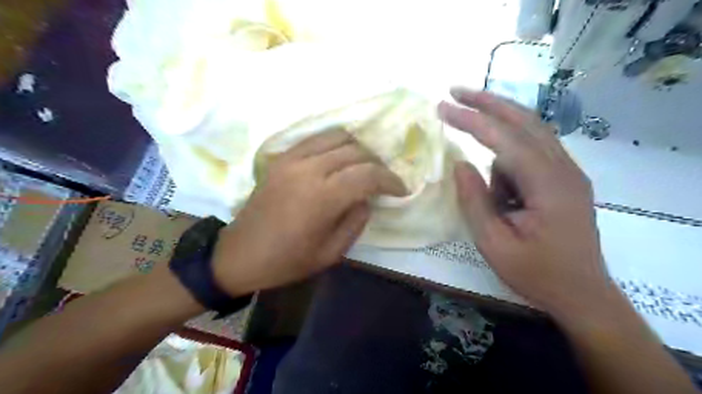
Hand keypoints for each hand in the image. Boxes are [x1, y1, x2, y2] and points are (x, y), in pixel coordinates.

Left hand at [211, 127, 405, 294]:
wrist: (239, 254)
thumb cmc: (287, 261)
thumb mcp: (331, 253)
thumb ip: (356, 221)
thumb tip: (367, 197)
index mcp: (322, 198)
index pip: (368, 175)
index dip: (390, 180)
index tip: (401, 190)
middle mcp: (309, 169)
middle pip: (356, 152)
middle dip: (377, 165)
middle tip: (383, 181)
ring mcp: (292, 159)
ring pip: (337, 137)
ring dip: (358, 149)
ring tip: (363, 167)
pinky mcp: (281, 157)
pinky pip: (315, 139)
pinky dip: (335, 144)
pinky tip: (339, 159)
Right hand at [441, 87, 611, 318]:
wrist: (583, 294)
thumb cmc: (536, 274)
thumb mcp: (494, 244)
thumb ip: (475, 201)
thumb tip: (460, 164)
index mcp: (549, 185)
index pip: (505, 139)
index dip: (472, 120)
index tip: (443, 108)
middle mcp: (564, 169)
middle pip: (525, 120)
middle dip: (488, 102)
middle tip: (455, 91)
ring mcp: (568, 172)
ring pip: (530, 132)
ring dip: (498, 126)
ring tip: (478, 159)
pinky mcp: (565, 179)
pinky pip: (533, 151)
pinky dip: (510, 152)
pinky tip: (501, 190)